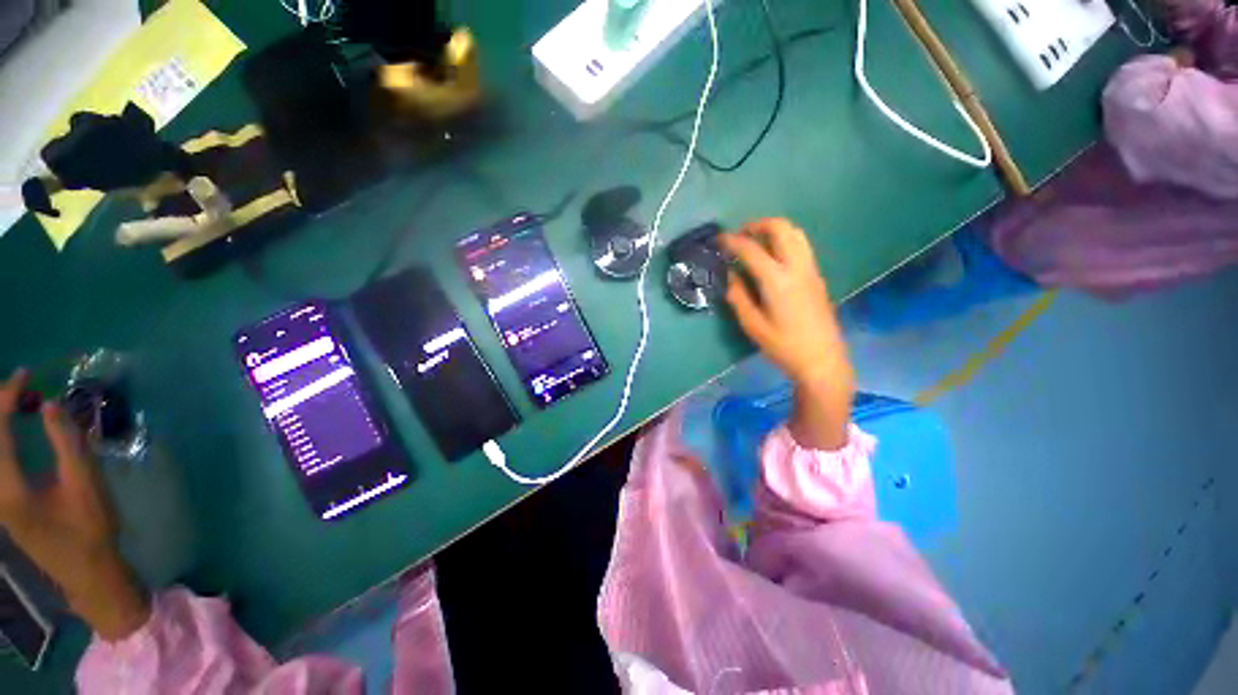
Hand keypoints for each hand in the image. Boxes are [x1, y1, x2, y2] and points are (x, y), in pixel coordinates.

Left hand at [0, 370, 148, 640]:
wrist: (86, 570)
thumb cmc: (90, 527)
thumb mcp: (85, 484)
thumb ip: (67, 443)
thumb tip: (48, 404)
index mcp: (9, 488)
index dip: (7, 397)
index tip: (25, 375)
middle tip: (19, 387)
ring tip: (16, 403)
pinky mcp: (1, 502)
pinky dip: (1, 438)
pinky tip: (12, 429)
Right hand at [721, 219, 854, 449]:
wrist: (822, 360)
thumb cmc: (783, 346)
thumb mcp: (753, 325)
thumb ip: (738, 297)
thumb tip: (729, 276)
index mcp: (777, 281)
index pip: (751, 249)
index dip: (732, 241)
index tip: (718, 240)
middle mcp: (796, 267)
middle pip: (781, 228)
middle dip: (757, 225)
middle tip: (739, 235)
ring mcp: (810, 270)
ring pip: (795, 233)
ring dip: (774, 230)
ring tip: (755, 242)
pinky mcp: (817, 276)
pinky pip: (801, 246)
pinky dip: (784, 241)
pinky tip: (772, 257)